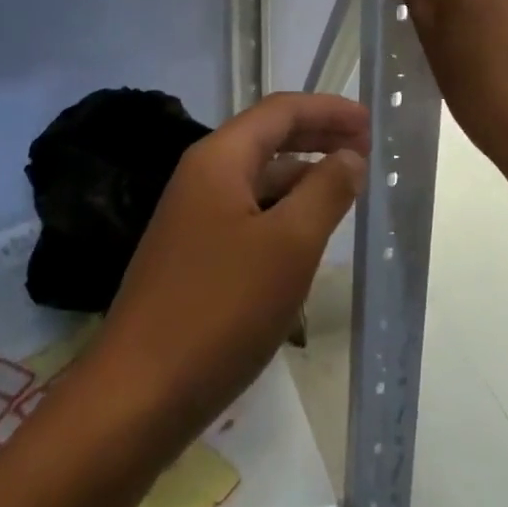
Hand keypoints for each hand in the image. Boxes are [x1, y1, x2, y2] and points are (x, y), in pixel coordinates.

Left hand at [92, 93, 368, 446]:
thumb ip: (325, 191)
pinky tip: (307, 236)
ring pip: (258, 179)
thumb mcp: (288, 246)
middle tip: (367, 148)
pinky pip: (248, 214)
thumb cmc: (220, 310)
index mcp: (219, 158)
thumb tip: (350, 155)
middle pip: (268, 138)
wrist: (136, 397)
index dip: (328, 109)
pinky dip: (283, 212)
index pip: (280, 110)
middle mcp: (201, 175)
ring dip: (303, 176)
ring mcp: (193, 217)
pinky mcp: (193, 255)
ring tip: (347, 189)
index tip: (371, 121)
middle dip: (318, 136)